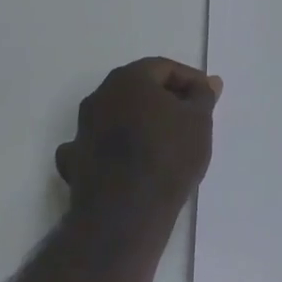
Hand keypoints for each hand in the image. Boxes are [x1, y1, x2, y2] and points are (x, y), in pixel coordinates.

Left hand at [57, 57, 219, 222]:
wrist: (125, 214)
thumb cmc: (168, 156)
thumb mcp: (199, 121)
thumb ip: (203, 96)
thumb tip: (208, 82)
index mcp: (129, 79)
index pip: (164, 68)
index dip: (190, 80)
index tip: (207, 98)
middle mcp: (100, 96)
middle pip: (138, 88)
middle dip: (164, 99)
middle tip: (189, 117)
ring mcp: (82, 129)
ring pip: (116, 115)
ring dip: (138, 122)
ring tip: (164, 142)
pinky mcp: (73, 161)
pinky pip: (96, 145)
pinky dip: (111, 148)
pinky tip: (126, 162)